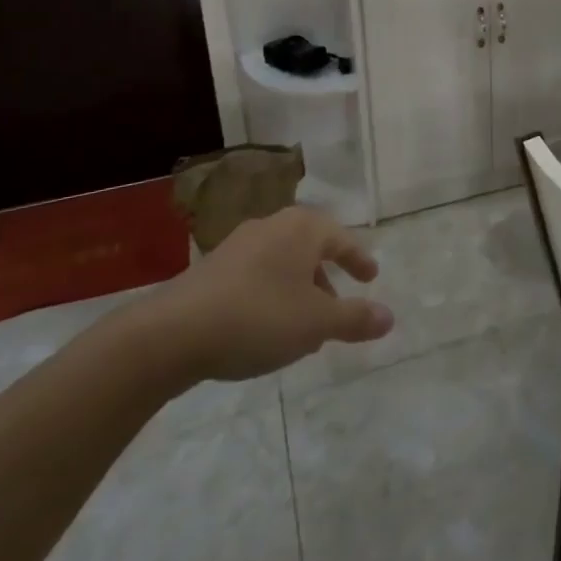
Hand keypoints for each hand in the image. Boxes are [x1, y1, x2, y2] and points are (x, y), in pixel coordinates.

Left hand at [130, 206, 393, 383]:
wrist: (171, 334)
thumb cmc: (258, 317)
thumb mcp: (316, 324)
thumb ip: (355, 319)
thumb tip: (389, 317)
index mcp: (302, 228)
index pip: (342, 238)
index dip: (359, 259)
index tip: (371, 278)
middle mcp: (272, 226)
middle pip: (310, 248)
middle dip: (326, 278)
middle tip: (336, 307)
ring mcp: (238, 245)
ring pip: (282, 264)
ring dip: (298, 291)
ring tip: (302, 328)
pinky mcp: (211, 269)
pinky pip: (256, 276)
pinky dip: (272, 296)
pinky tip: (266, 330)